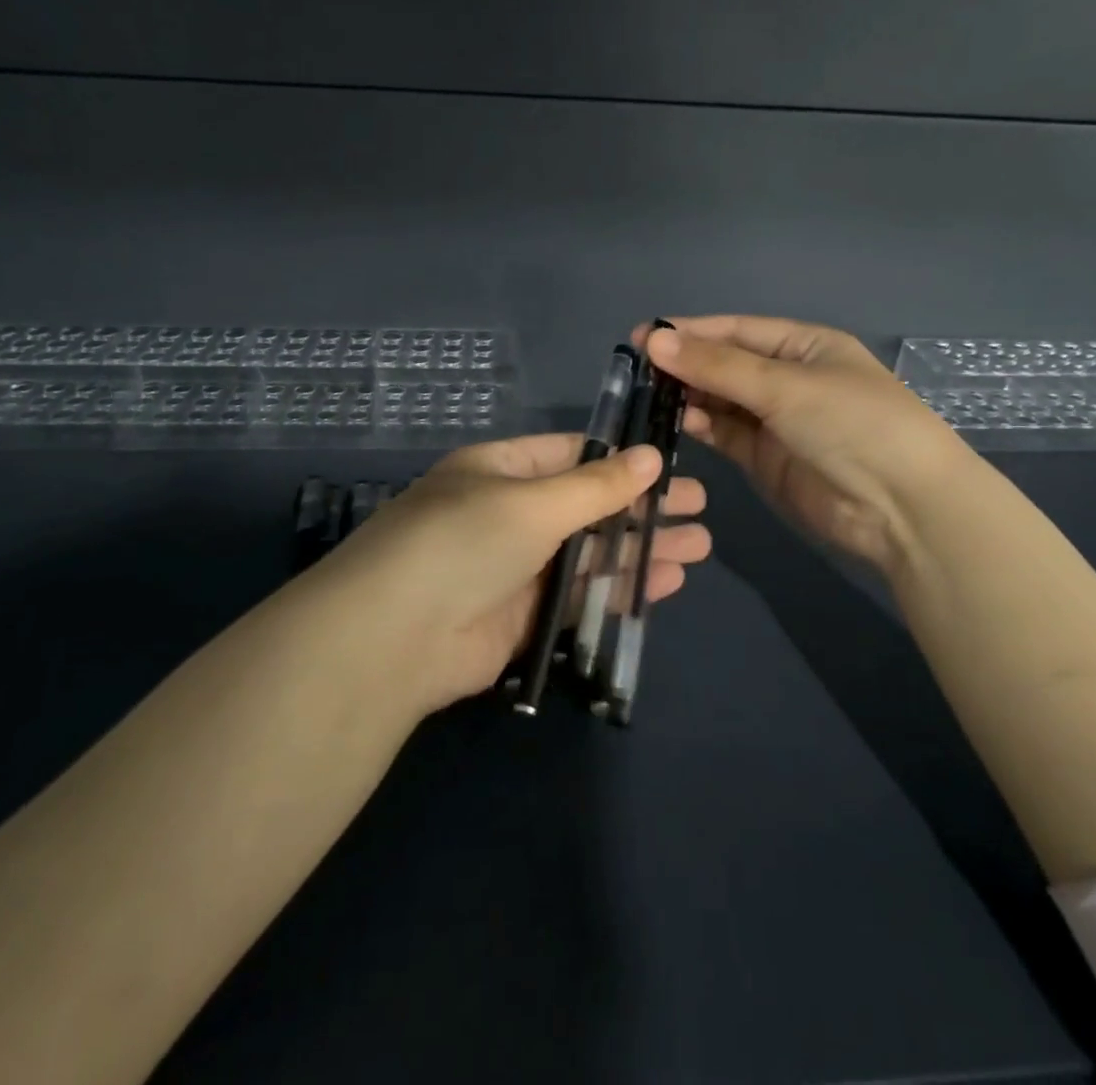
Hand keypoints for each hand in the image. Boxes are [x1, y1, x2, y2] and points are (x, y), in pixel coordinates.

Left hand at [310, 432, 711, 715]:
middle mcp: (509, 514)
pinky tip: (667, 582)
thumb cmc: (464, 543)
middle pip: (589, 504)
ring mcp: (517, 568)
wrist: (394, 640)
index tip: (672, 462)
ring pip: (591, 552)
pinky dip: (622, 588)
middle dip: (643, 506)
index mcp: (501, 470)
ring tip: (700, 546)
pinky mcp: (525, 618)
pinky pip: (582, 596)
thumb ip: (596, 486)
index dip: (621, 457)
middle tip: (701, 508)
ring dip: (642, 548)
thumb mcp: (533, 503)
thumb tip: (652, 455)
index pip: (572, 453)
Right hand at [634, 316, 971, 570]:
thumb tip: (654, 340)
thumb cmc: (852, 424)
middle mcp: (788, 378)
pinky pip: (725, 432)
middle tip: (635, 371)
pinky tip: (675, 421)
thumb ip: (717, 366)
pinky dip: (700, 426)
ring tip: (647, 396)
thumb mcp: (784, 386)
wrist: (901, 508)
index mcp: (803, 345)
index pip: (735, 330)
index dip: (689, 332)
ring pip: (720, 400)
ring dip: (687, 396)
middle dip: (684, 365)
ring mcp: (776, 420)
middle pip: (724, 364)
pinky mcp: (765, 458)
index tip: (641, 337)